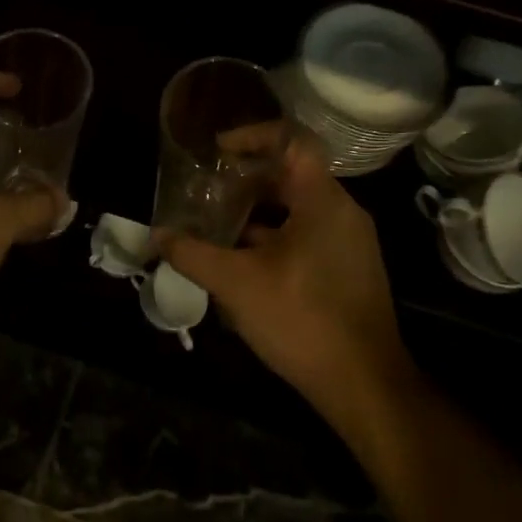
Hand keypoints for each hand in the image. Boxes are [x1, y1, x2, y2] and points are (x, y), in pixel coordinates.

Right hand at [158, 139, 410, 432]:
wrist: (364, 385)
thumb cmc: (302, 320)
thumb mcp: (237, 284)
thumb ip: (193, 254)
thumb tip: (157, 235)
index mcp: (323, 201)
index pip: (291, 141)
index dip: (251, 136)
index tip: (217, 150)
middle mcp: (342, 212)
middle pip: (291, 174)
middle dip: (245, 179)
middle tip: (206, 188)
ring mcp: (348, 242)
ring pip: (297, 208)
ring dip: (256, 211)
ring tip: (216, 222)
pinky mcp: (347, 269)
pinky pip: (306, 234)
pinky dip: (273, 236)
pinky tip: (241, 260)